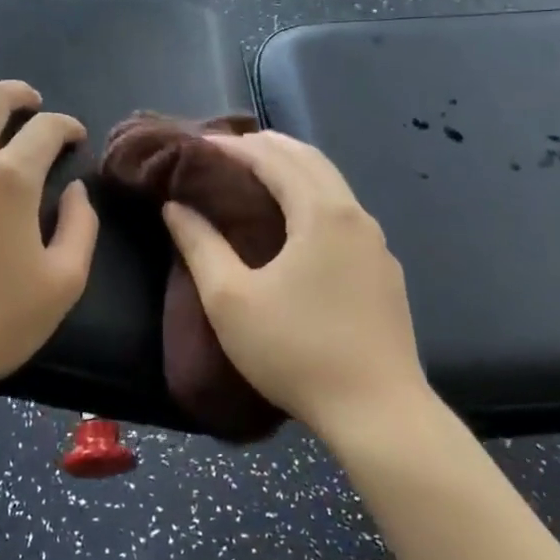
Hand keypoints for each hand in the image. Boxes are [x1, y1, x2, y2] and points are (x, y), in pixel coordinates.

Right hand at [162, 131, 424, 440]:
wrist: (380, 414)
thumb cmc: (297, 351)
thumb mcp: (231, 300)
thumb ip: (199, 245)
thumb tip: (175, 206)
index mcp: (321, 212)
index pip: (273, 157)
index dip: (233, 146)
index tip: (198, 145)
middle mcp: (355, 214)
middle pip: (309, 158)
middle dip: (266, 146)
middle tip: (224, 151)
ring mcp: (376, 243)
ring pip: (331, 183)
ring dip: (292, 168)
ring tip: (255, 175)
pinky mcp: (384, 270)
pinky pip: (344, 212)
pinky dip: (313, 195)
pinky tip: (296, 222)